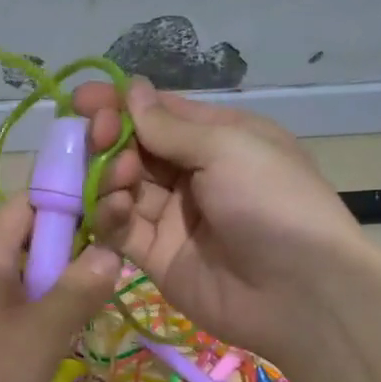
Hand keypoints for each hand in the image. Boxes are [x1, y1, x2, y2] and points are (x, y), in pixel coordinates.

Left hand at [0, 194, 120, 381]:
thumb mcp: (42, 333)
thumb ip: (78, 290)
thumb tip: (110, 251)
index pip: (26, 203)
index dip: (66, 200)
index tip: (107, 215)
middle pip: (25, 240)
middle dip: (68, 248)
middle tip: (106, 268)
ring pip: (20, 277)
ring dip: (55, 285)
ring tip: (89, 304)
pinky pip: (9, 308)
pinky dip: (37, 313)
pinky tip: (56, 338)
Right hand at [73, 77, 364, 359]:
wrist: (299, 292)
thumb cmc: (272, 202)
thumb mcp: (228, 148)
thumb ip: (170, 127)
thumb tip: (132, 89)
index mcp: (219, 138)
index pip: (159, 113)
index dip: (120, 104)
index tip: (81, 99)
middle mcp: (193, 175)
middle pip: (135, 149)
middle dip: (109, 138)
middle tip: (94, 137)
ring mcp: (174, 219)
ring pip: (123, 188)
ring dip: (110, 176)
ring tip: (119, 178)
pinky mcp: (157, 258)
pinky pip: (123, 230)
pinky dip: (111, 216)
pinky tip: (116, 209)